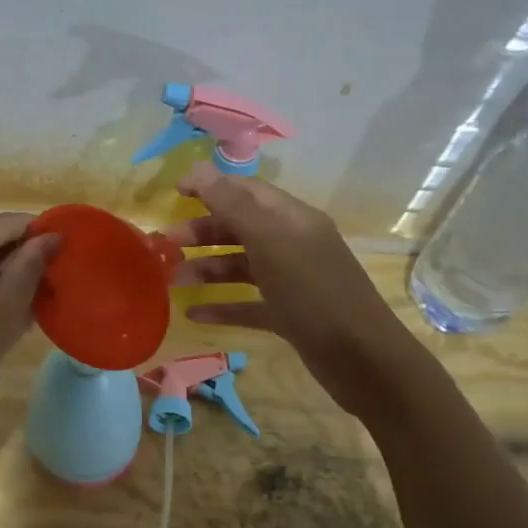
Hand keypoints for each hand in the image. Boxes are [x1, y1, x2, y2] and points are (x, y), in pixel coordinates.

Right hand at [166, 166, 426, 418]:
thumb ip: (233, 205)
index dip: (211, 187)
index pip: (247, 191)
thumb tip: (198, 168)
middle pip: (241, 228)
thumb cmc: (314, 292)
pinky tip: (195, 315)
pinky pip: (249, 304)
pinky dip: (223, 306)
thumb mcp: (271, 242)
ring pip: (242, 266)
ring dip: (208, 270)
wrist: (362, 359)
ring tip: (173, 281)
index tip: (174, 192)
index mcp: (293, 219)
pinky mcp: (290, 315)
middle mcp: (293, 244)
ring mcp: (292, 281)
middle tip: (165, 244)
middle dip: (203, 232)